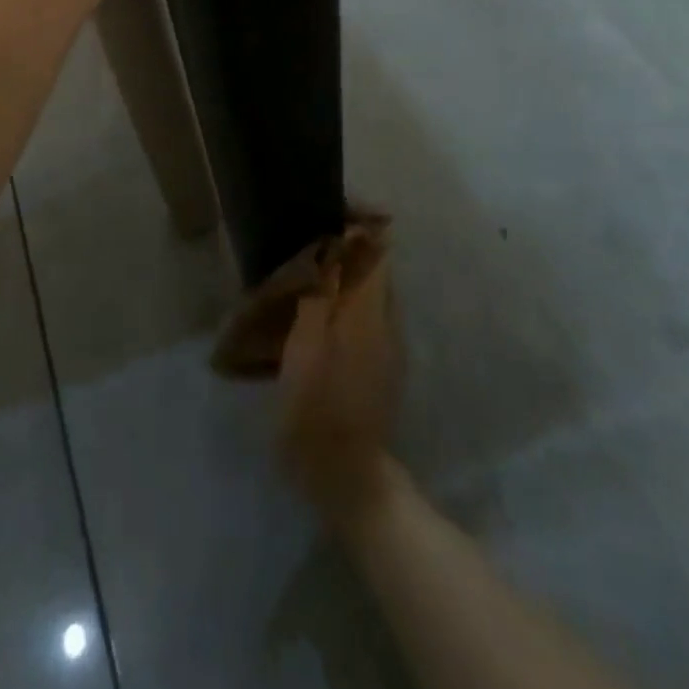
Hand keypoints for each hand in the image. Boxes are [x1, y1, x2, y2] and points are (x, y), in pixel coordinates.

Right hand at [278, 233, 399, 524]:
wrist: (346, 477)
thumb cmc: (316, 408)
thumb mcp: (305, 346)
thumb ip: (319, 294)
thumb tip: (330, 247)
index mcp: (368, 311)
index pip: (377, 249)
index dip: (359, 223)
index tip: (327, 211)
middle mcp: (386, 321)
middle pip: (373, 268)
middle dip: (345, 249)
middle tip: (303, 245)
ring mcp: (387, 348)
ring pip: (367, 294)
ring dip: (340, 278)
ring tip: (301, 279)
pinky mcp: (380, 369)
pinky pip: (364, 319)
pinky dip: (340, 306)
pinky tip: (311, 320)